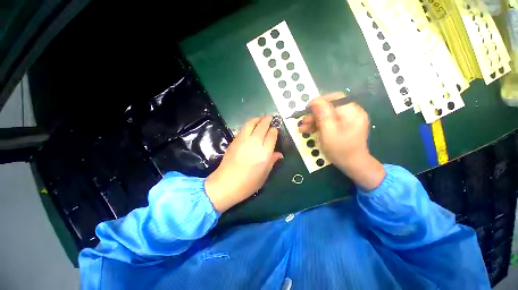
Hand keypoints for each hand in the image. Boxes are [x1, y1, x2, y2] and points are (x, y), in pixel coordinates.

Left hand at [205, 116, 282, 211]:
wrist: (225, 184)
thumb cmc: (248, 184)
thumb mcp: (264, 175)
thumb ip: (272, 162)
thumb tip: (279, 154)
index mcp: (264, 154)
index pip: (271, 136)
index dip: (274, 130)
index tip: (275, 129)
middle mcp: (254, 144)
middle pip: (262, 127)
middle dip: (267, 120)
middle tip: (270, 117)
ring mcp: (242, 141)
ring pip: (251, 124)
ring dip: (257, 119)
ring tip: (261, 118)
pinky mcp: (234, 141)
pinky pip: (243, 129)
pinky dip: (249, 125)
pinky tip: (251, 127)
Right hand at [299, 92, 384, 190]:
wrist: (353, 165)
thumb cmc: (341, 150)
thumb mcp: (329, 133)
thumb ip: (323, 116)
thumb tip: (316, 101)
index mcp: (352, 112)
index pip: (335, 98)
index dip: (320, 101)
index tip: (307, 108)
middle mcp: (352, 113)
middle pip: (330, 107)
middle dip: (314, 114)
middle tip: (302, 122)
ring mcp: (348, 120)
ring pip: (328, 115)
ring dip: (314, 121)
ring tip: (303, 129)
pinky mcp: (343, 126)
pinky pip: (329, 121)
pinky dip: (319, 125)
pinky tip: (309, 130)